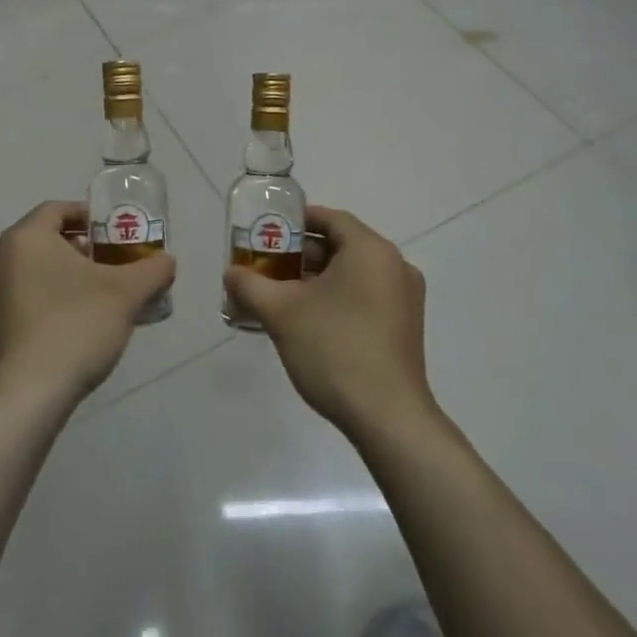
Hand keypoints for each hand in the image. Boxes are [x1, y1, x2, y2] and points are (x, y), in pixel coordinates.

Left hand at [0, 201, 175, 409]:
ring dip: (60, 275)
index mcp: (24, 238)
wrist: (26, 396)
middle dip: (77, 248)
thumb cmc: (75, 326)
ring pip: (29, 270)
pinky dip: (43, 301)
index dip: (88, 215)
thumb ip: (152, 270)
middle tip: (108, 264)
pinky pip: (18, 299)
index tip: (113, 232)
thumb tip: (166, 261)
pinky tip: (69, 325)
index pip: (57, 209)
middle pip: (42, 240)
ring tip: (93, 296)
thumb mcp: (126, 294)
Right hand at [222, 206, 432, 438]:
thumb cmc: (334, 349)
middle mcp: (395, 266)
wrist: (386, 417)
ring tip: (281, 294)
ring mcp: (405, 298)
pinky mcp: (405, 327)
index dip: (297, 221)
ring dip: (317, 278)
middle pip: (342, 245)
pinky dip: (338, 297)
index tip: (268, 230)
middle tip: (267, 266)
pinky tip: (309, 320)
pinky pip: (366, 296)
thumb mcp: (281, 312)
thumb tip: (231, 273)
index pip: (331, 218)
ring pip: (353, 273)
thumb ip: (250, 285)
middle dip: (301, 254)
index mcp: (371, 250)